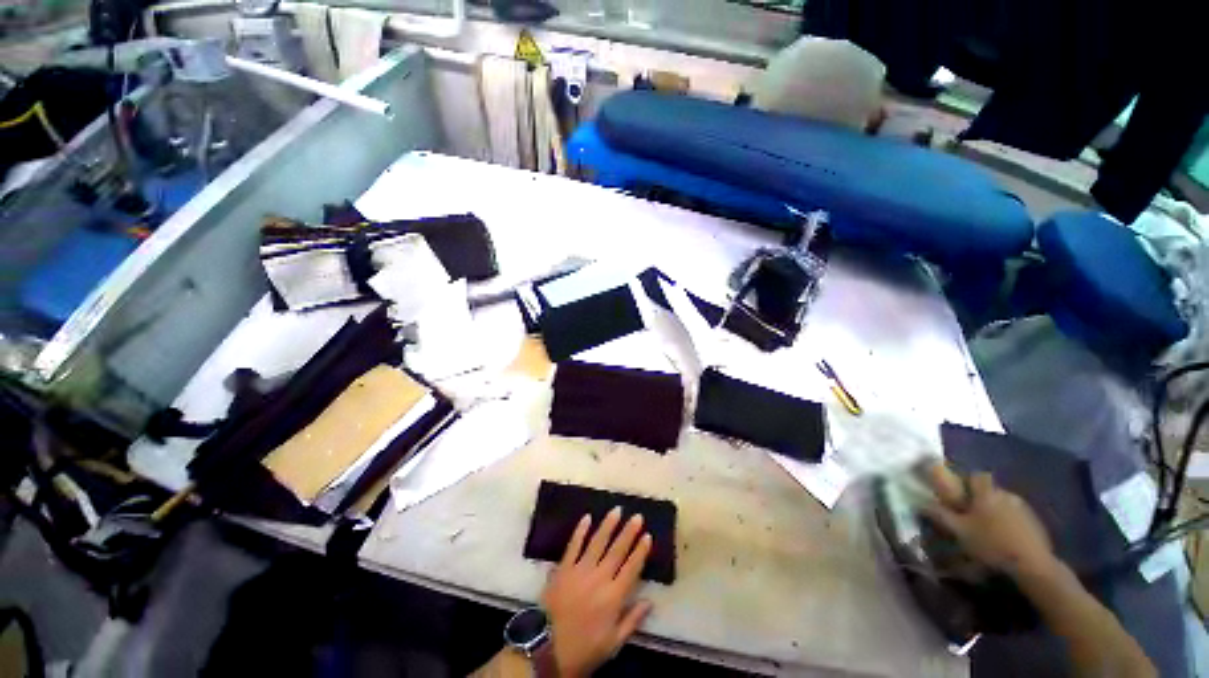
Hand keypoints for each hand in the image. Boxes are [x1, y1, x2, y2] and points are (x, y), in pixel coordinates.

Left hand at [542, 508, 653, 677]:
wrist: (546, 650)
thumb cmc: (584, 650)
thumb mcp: (613, 644)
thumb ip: (632, 621)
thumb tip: (650, 601)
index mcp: (613, 597)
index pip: (631, 568)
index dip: (640, 551)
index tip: (647, 535)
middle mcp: (599, 578)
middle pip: (617, 550)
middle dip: (628, 532)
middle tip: (637, 516)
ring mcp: (580, 570)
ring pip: (597, 542)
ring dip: (608, 525)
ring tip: (617, 510)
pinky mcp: (563, 568)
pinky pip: (573, 545)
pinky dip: (580, 531)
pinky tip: (587, 517)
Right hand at [923, 463, 1056, 578]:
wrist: (1032, 564)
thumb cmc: (990, 543)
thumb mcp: (959, 531)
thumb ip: (940, 515)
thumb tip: (921, 503)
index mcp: (987, 493)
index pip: (978, 476)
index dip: (968, 481)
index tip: (960, 493)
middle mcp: (1006, 495)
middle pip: (991, 491)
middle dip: (981, 500)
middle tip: (971, 516)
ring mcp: (1024, 509)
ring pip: (1005, 504)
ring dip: (996, 512)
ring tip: (989, 530)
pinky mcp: (1036, 523)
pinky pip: (1017, 517)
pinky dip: (1010, 524)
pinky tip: (1006, 539)